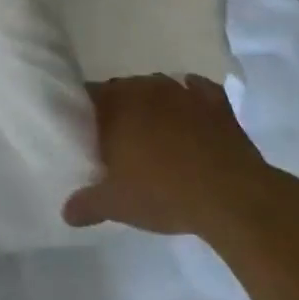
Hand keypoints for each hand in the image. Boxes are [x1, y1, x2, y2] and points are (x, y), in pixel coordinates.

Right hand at [63, 74, 273, 236]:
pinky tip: (192, 114)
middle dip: (118, 108)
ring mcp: (182, 91)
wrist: (232, 196)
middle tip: (118, 137)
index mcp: (115, 106)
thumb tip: (66, 212)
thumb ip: (87, 204)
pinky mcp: (215, 102)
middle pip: (122, 89)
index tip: (86, 131)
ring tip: (154, 130)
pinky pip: (197, 90)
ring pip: (157, 87)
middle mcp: (145, 89)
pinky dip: (192, 98)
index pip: (88, 95)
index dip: (85, 111)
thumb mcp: (118, 205)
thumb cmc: (164, 194)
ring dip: (152, 103)